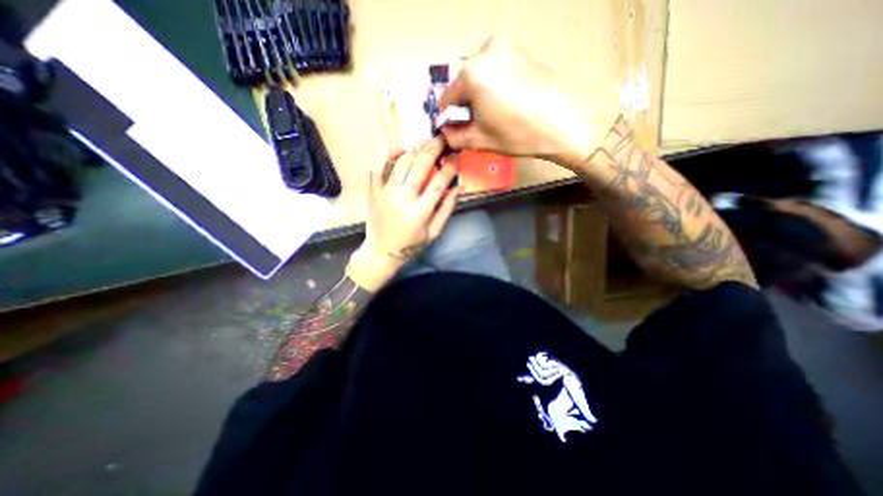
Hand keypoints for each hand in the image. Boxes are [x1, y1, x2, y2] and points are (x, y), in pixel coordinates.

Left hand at [348, 136, 464, 290]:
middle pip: (419, 167)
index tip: (455, 157)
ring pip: (401, 163)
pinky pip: (376, 167)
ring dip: (414, 149)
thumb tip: (460, 187)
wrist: (381, 252)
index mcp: (419, 214)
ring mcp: (385, 194)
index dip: (449, 168)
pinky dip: (386, 153)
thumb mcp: (434, 232)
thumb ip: (447, 209)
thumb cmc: (411, 245)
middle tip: (441, 140)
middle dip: (432, 150)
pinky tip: (398, 148)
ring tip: (424, 142)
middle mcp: (402, 200)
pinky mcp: (373, 192)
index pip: (438, 184)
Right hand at [439, 36, 615, 168]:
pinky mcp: (521, 51)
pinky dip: (494, 82)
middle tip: (470, 120)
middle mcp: (486, 52)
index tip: (447, 126)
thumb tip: (444, 134)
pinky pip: (497, 66)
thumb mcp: (481, 140)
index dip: (445, 114)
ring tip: (488, 111)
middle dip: (463, 102)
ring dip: (478, 90)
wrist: (559, 126)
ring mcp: (506, 47)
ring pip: (480, 72)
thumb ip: (456, 137)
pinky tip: (504, 100)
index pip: (447, 96)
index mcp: (472, 74)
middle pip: (463, 81)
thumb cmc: (517, 135)